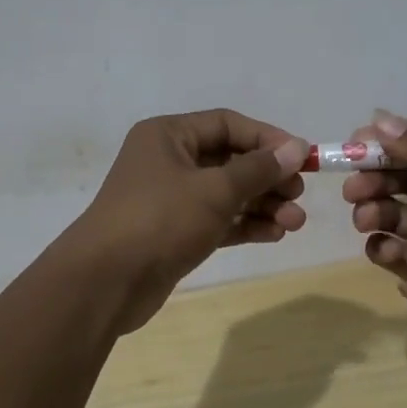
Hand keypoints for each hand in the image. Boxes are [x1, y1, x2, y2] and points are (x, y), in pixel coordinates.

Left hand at [73, 110, 308, 322]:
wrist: (105, 283)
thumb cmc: (160, 220)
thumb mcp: (214, 190)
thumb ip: (258, 169)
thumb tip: (296, 148)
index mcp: (168, 136)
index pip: (227, 124)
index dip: (267, 138)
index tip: (301, 158)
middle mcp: (168, 161)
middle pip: (229, 160)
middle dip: (268, 178)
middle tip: (298, 195)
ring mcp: (170, 199)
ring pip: (226, 193)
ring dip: (262, 204)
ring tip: (295, 222)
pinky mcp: (175, 232)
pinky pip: (217, 220)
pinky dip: (245, 224)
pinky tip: (274, 234)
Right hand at [343, 110, 406, 368]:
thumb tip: (378, 119)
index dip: (388, 143)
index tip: (356, 143)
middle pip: (401, 179)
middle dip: (373, 178)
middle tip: (354, 187)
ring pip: (391, 214)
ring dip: (372, 210)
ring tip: (366, 219)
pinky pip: (393, 253)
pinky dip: (381, 249)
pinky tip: (386, 251)